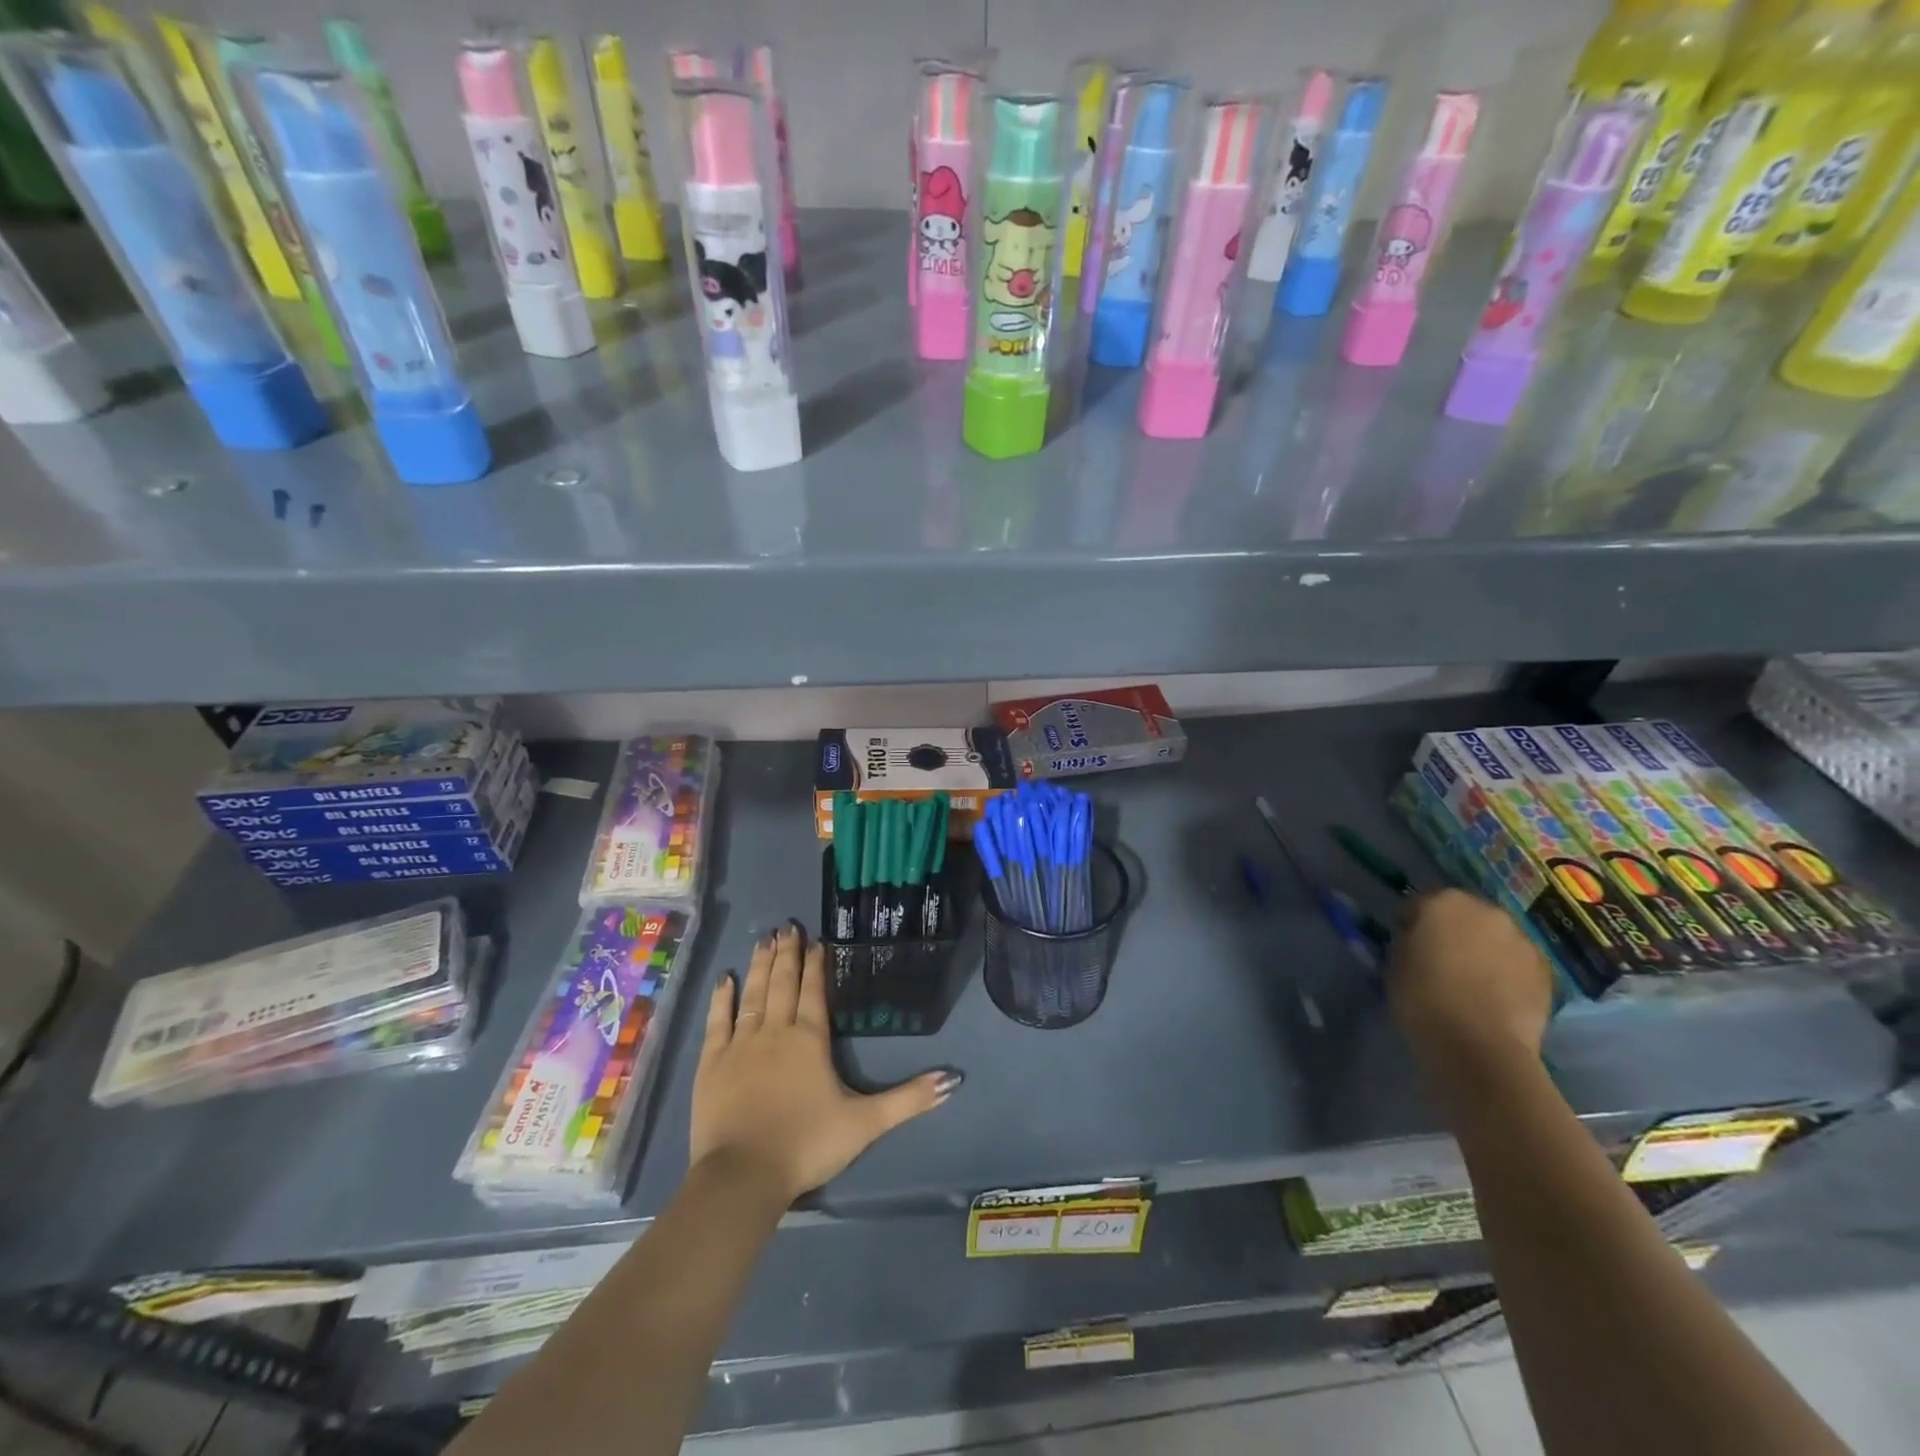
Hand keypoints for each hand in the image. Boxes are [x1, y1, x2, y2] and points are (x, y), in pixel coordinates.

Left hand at [690, 923, 958, 1203]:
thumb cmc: (807, 1145)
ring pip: (753, 993)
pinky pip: (718, 1020)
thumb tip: (954, 1079)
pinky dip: (722, 997)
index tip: (816, 940)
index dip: (816, 964)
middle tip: (788, 926)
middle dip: (788, 953)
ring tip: (765, 938)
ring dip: (760, 965)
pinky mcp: (712, 1062)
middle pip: (783, 983)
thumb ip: (909, 1099)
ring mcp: (740, 1044)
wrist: (743, 1176)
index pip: (815, 991)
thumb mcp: (866, 1123)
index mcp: (810, 1039)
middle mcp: (776, 1031)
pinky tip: (725, 978)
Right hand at [1388, 889, 1553, 1077]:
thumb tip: (1417, 940)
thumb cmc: (1422, 997)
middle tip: (1441, 960)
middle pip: (1464, 915)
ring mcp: (1522, 940)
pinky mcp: (1546, 971)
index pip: (1420, 904)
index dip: (1411, 925)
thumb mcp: (1395, 961)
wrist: (1479, 1045)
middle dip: (1453, 932)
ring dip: (1484, 950)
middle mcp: (1487, 911)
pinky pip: (1518, 963)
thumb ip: (1408, 940)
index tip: (1406, 945)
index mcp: (1444, 902)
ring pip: (1495, 938)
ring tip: (1471, 981)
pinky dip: (1507, 972)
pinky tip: (1495, 996)